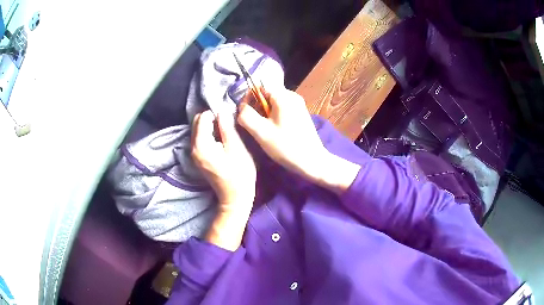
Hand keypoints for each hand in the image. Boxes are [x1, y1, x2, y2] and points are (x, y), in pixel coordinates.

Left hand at [191, 110, 255, 250]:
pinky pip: (199, 139)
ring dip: (210, 126)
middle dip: (211, 117)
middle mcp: (193, 148)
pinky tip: (221, 139)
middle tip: (228, 122)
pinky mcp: (198, 158)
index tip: (229, 117)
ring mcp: (194, 154)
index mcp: (201, 144)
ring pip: (198, 130)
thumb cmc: (240, 174)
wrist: (234, 198)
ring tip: (226, 130)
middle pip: (197, 122)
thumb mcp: (237, 148)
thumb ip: (227, 127)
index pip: (203, 117)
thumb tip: (222, 111)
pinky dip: (208, 134)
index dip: (216, 113)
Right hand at [237, 88, 359, 194]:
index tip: (246, 115)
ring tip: (264, 130)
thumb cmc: (286, 147)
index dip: (249, 98)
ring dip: (265, 114)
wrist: (312, 161)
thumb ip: (246, 116)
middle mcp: (292, 96)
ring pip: (274, 103)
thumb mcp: (261, 132)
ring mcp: (298, 104)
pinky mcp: (301, 114)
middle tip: (255, 125)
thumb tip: (242, 107)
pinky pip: (282, 109)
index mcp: (283, 96)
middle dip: (257, 107)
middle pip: (267, 94)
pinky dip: (274, 117)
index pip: (260, 87)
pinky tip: (275, 131)